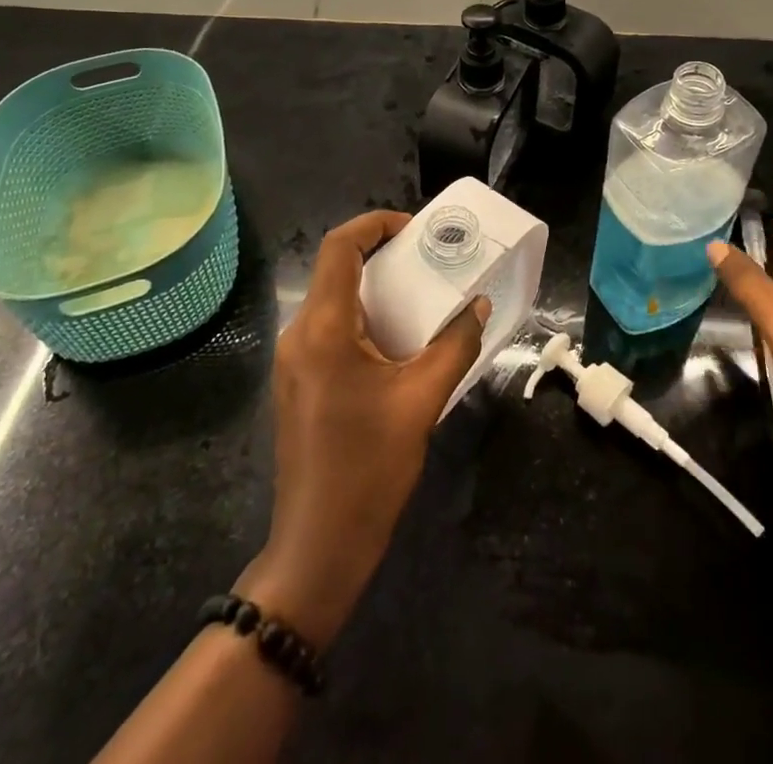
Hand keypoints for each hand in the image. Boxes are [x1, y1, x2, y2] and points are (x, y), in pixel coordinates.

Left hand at [238, 210, 486, 648]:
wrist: (319, 546)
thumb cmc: (369, 468)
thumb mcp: (422, 400)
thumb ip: (454, 345)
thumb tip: (478, 306)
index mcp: (323, 328)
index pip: (339, 247)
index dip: (374, 224)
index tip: (414, 229)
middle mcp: (299, 334)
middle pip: (335, 270)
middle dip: (381, 255)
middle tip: (428, 259)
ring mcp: (293, 361)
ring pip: (332, 300)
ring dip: (374, 290)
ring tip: (421, 294)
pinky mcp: (298, 383)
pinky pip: (329, 330)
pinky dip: (363, 318)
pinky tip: (398, 339)